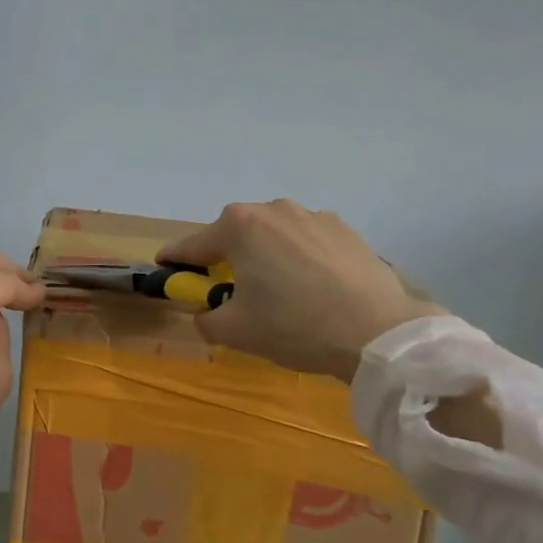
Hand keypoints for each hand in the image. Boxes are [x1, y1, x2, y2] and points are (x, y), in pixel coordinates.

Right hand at [160, 200, 444, 381]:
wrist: (378, 332)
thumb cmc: (295, 326)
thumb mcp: (236, 331)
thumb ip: (206, 318)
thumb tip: (206, 312)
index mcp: (239, 227)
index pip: (193, 245)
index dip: (175, 260)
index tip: (164, 269)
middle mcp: (272, 209)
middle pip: (235, 234)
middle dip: (225, 257)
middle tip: (229, 288)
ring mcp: (312, 215)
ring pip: (274, 234)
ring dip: (266, 255)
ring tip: (280, 289)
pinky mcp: (345, 229)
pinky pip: (307, 240)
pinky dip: (300, 257)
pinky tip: (314, 286)